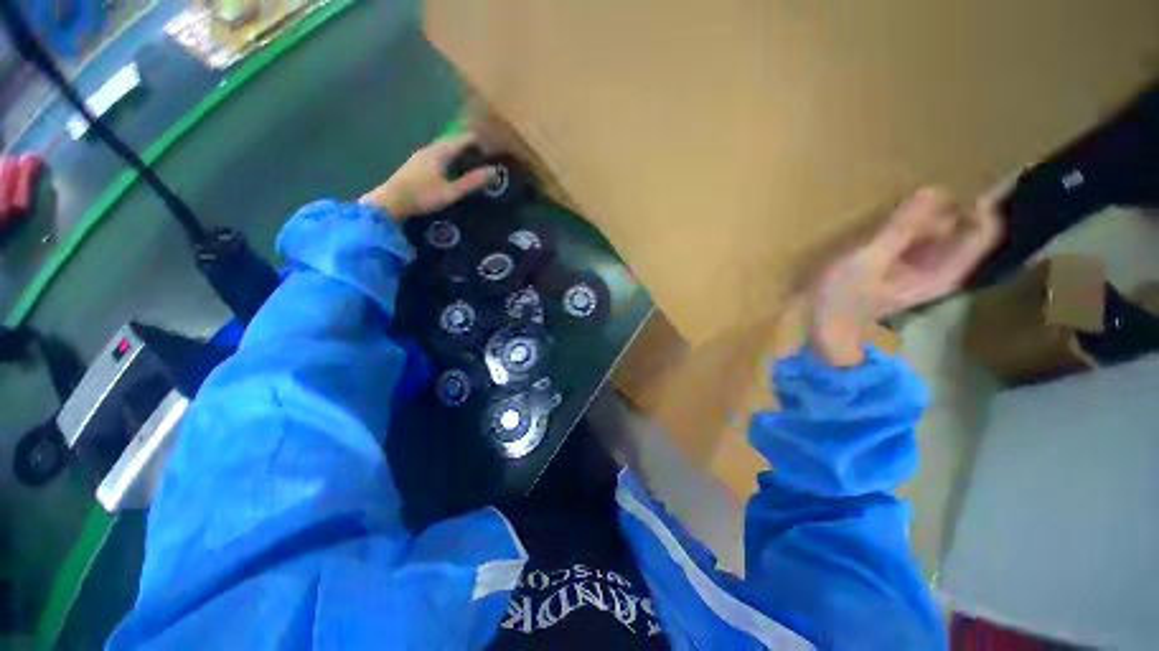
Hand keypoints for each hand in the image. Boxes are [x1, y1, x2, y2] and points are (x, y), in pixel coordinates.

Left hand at [360, 134, 494, 219]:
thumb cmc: (422, 196)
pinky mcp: (417, 164)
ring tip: (473, 161)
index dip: (478, 141)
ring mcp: (421, 156)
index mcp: (439, 152)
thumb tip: (493, 171)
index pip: (463, 140)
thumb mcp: (451, 192)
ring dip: (459, 152)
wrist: (390, 202)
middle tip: (486, 154)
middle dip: (469, 146)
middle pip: (453, 142)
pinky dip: (450, 157)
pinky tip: (454, 168)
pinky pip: (438, 155)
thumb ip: (471, 182)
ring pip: (444, 148)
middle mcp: (430, 149)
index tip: (493, 146)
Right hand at [809, 186, 1002, 365]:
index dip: (980, 204)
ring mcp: (918, 266)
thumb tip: (934, 190)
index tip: (963, 178)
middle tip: (935, 178)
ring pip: (941, 230)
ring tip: (916, 190)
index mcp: (942, 273)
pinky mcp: (899, 263)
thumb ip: (900, 230)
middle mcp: (938, 269)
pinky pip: (919, 235)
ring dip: (934, 210)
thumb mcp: (867, 262)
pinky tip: (899, 210)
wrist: (820, 325)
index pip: (982, 232)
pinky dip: (915, 220)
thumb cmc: (841, 299)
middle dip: (956, 203)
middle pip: (964, 228)